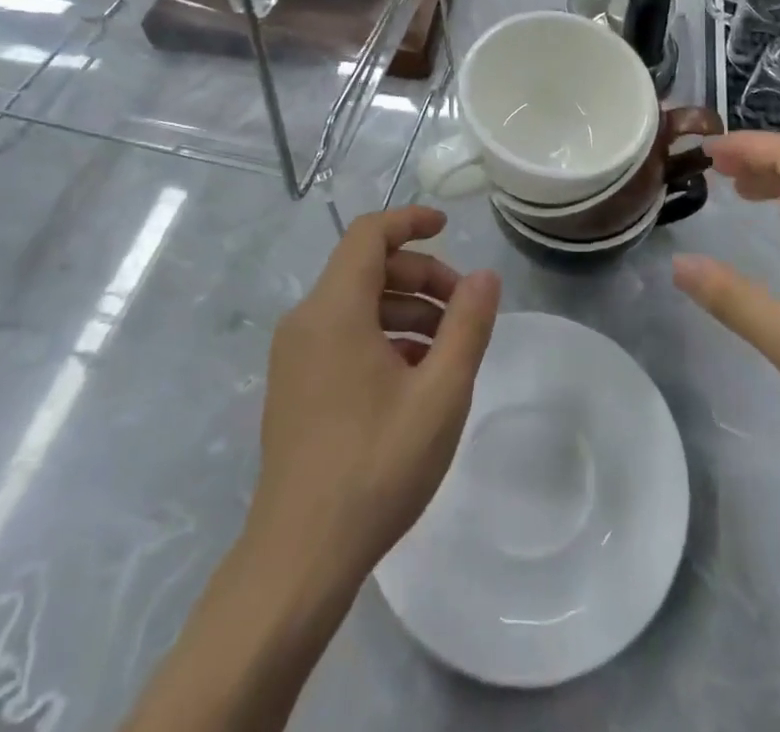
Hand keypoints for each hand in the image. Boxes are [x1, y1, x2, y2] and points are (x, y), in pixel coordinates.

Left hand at [250, 206, 500, 583]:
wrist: (299, 558)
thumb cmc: (375, 466)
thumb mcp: (440, 394)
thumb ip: (467, 326)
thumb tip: (485, 276)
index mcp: (334, 310)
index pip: (369, 234)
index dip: (410, 222)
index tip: (449, 228)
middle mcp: (306, 321)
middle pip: (367, 268)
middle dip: (421, 276)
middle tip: (464, 309)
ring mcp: (294, 356)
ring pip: (357, 304)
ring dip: (406, 309)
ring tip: (449, 348)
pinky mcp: (294, 386)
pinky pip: (342, 336)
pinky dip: (382, 336)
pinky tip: (415, 377)